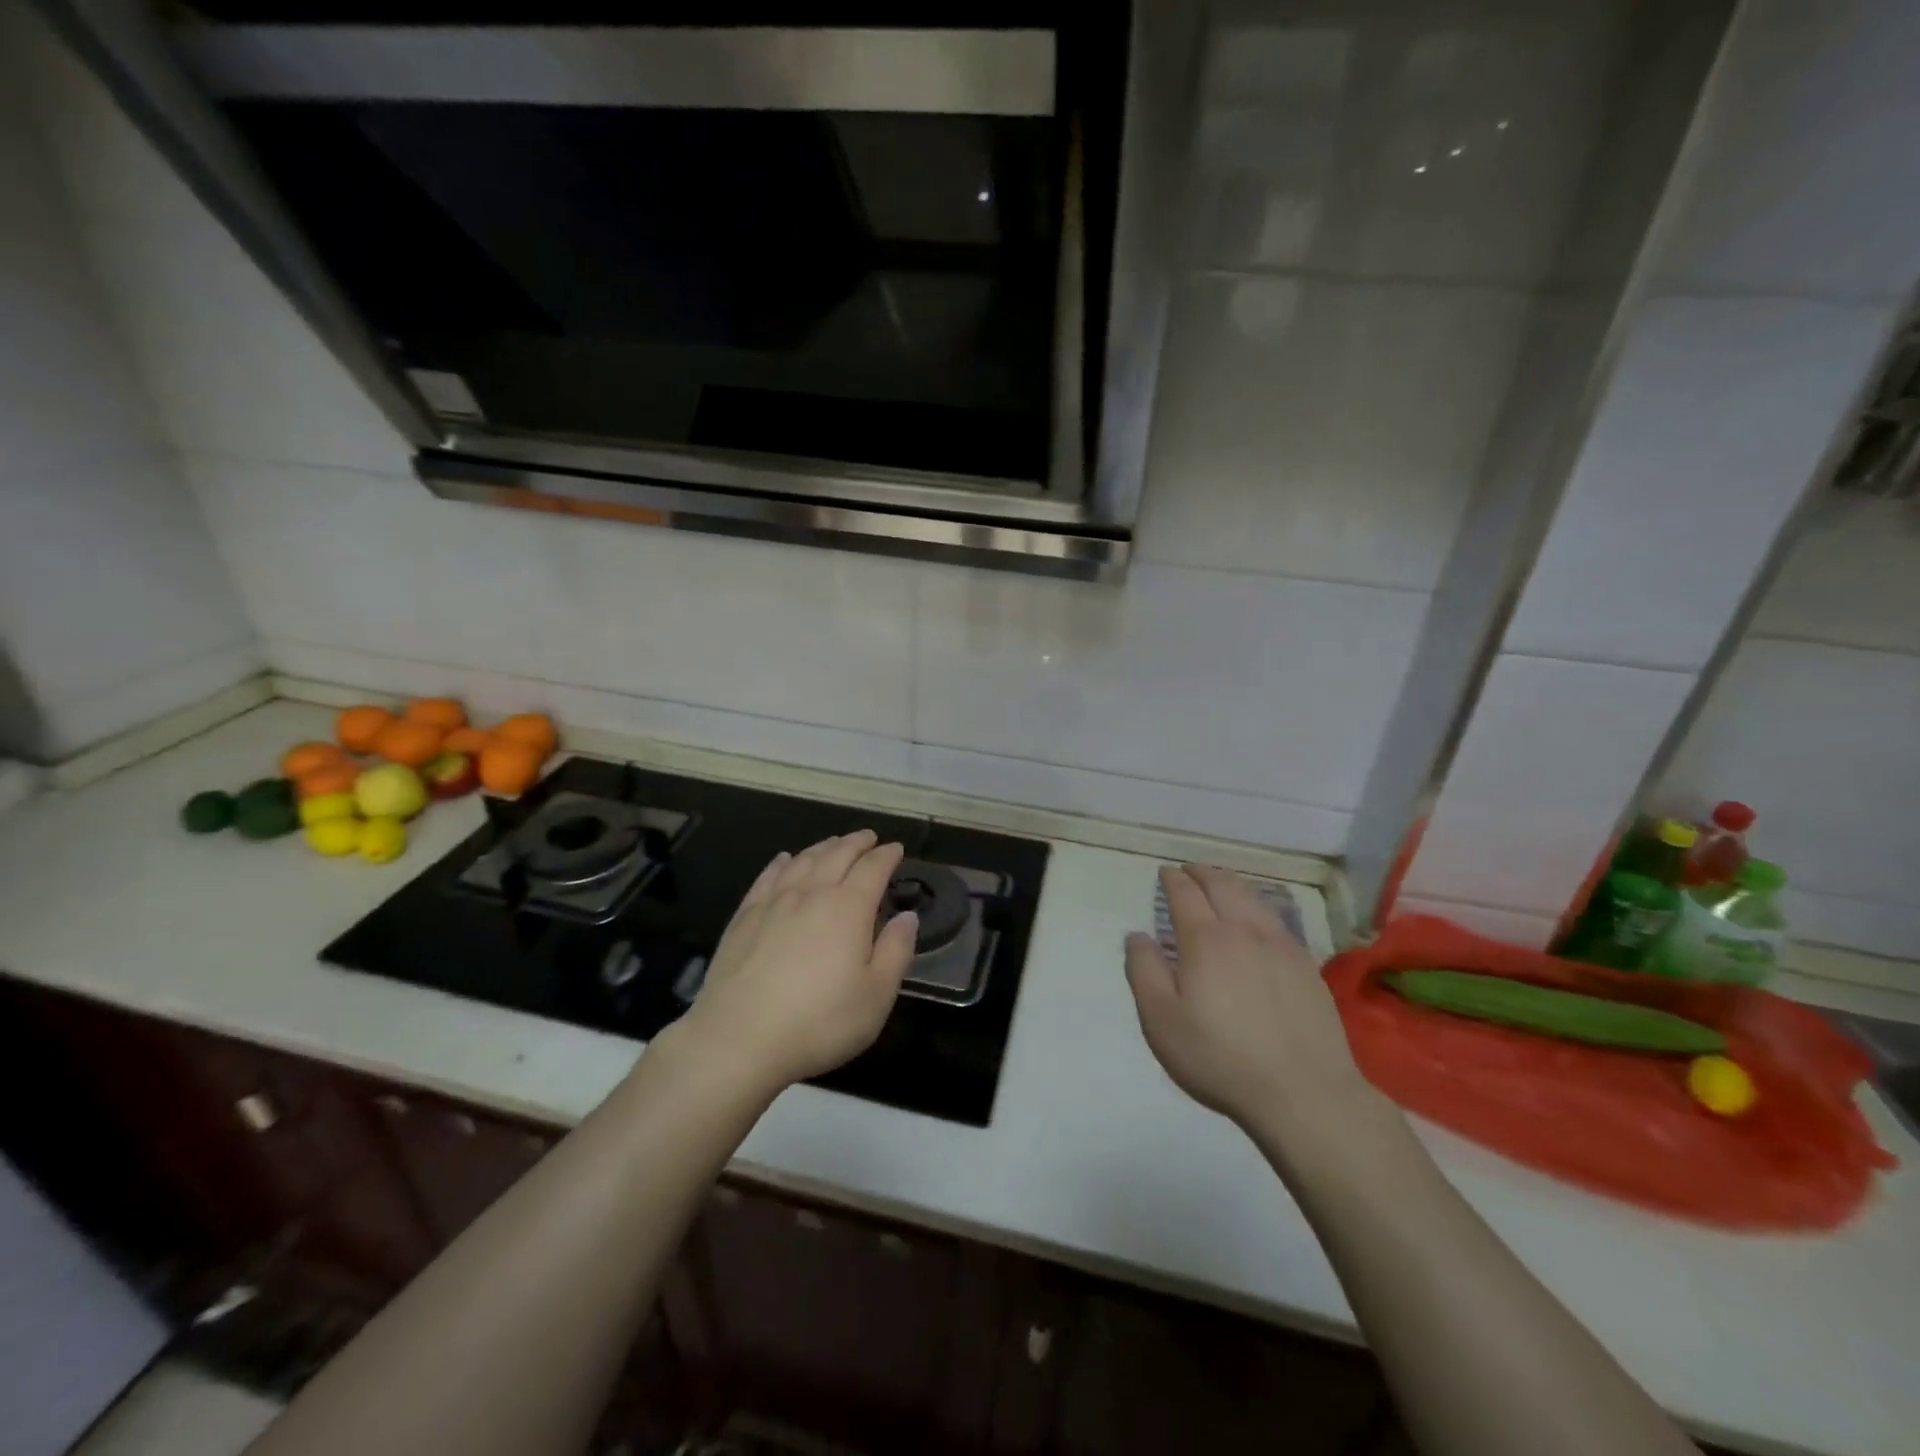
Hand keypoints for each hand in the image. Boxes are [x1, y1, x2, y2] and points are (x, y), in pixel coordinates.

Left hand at [676, 830, 918, 1096]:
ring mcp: (774, 903)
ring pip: (803, 861)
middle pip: (837, 855)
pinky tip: (784, 860)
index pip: (873, 869)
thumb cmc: (819, 1022)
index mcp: (848, 908)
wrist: (738, 1040)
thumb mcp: (876, 996)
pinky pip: (767, 877)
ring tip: (834, 843)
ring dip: (823, 847)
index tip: (896, 849)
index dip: (887, 856)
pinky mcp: (744, 917)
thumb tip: (908, 916)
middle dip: (856, 843)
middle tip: (868, 837)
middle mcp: (811, 894)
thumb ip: (896, 951)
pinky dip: (782, 863)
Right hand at [1126, 865, 1371, 1136]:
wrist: (1303, 1092)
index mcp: (1205, 940)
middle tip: (1189, 870)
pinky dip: (1258, 905)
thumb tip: (1137, 936)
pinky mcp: (1306, 966)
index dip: (1172, 879)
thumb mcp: (1161, 1021)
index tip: (1165, 873)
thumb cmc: (1220, 1058)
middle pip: (1222, 885)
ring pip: (1253, 897)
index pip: (1185, 894)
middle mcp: (1244, 931)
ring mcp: (1281, 946)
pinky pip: (1277, 919)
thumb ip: (1144, 971)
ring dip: (1231, 882)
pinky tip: (1257, 918)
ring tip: (1220, 883)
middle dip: (1202, 872)